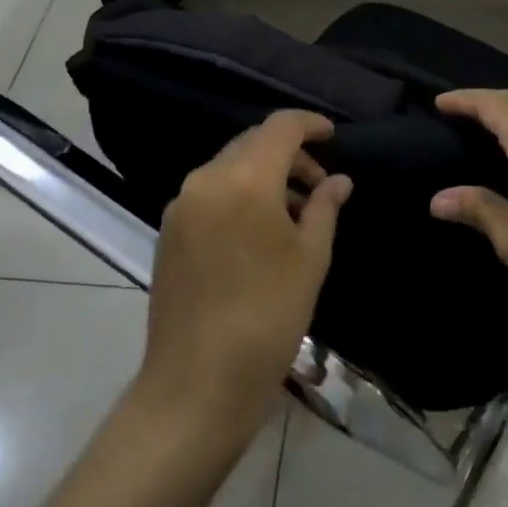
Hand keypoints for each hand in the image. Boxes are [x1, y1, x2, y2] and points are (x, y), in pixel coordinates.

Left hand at [136, 111, 351, 440]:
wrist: (197, 383)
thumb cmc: (269, 316)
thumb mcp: (311, 258)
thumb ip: (324, 207)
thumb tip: (338, 180)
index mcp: (245, 179)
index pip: (280, 127)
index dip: (310, 124)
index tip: (334, 136)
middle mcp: (206, 180)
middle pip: (252, 143)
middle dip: (289, 153)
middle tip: (320, 183)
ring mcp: (181, 206)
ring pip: (230, 167)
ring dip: (264, 174)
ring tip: (295, 211)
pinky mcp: (168, 232)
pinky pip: (210, 193)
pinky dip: (240, 194)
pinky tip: (260, 229)